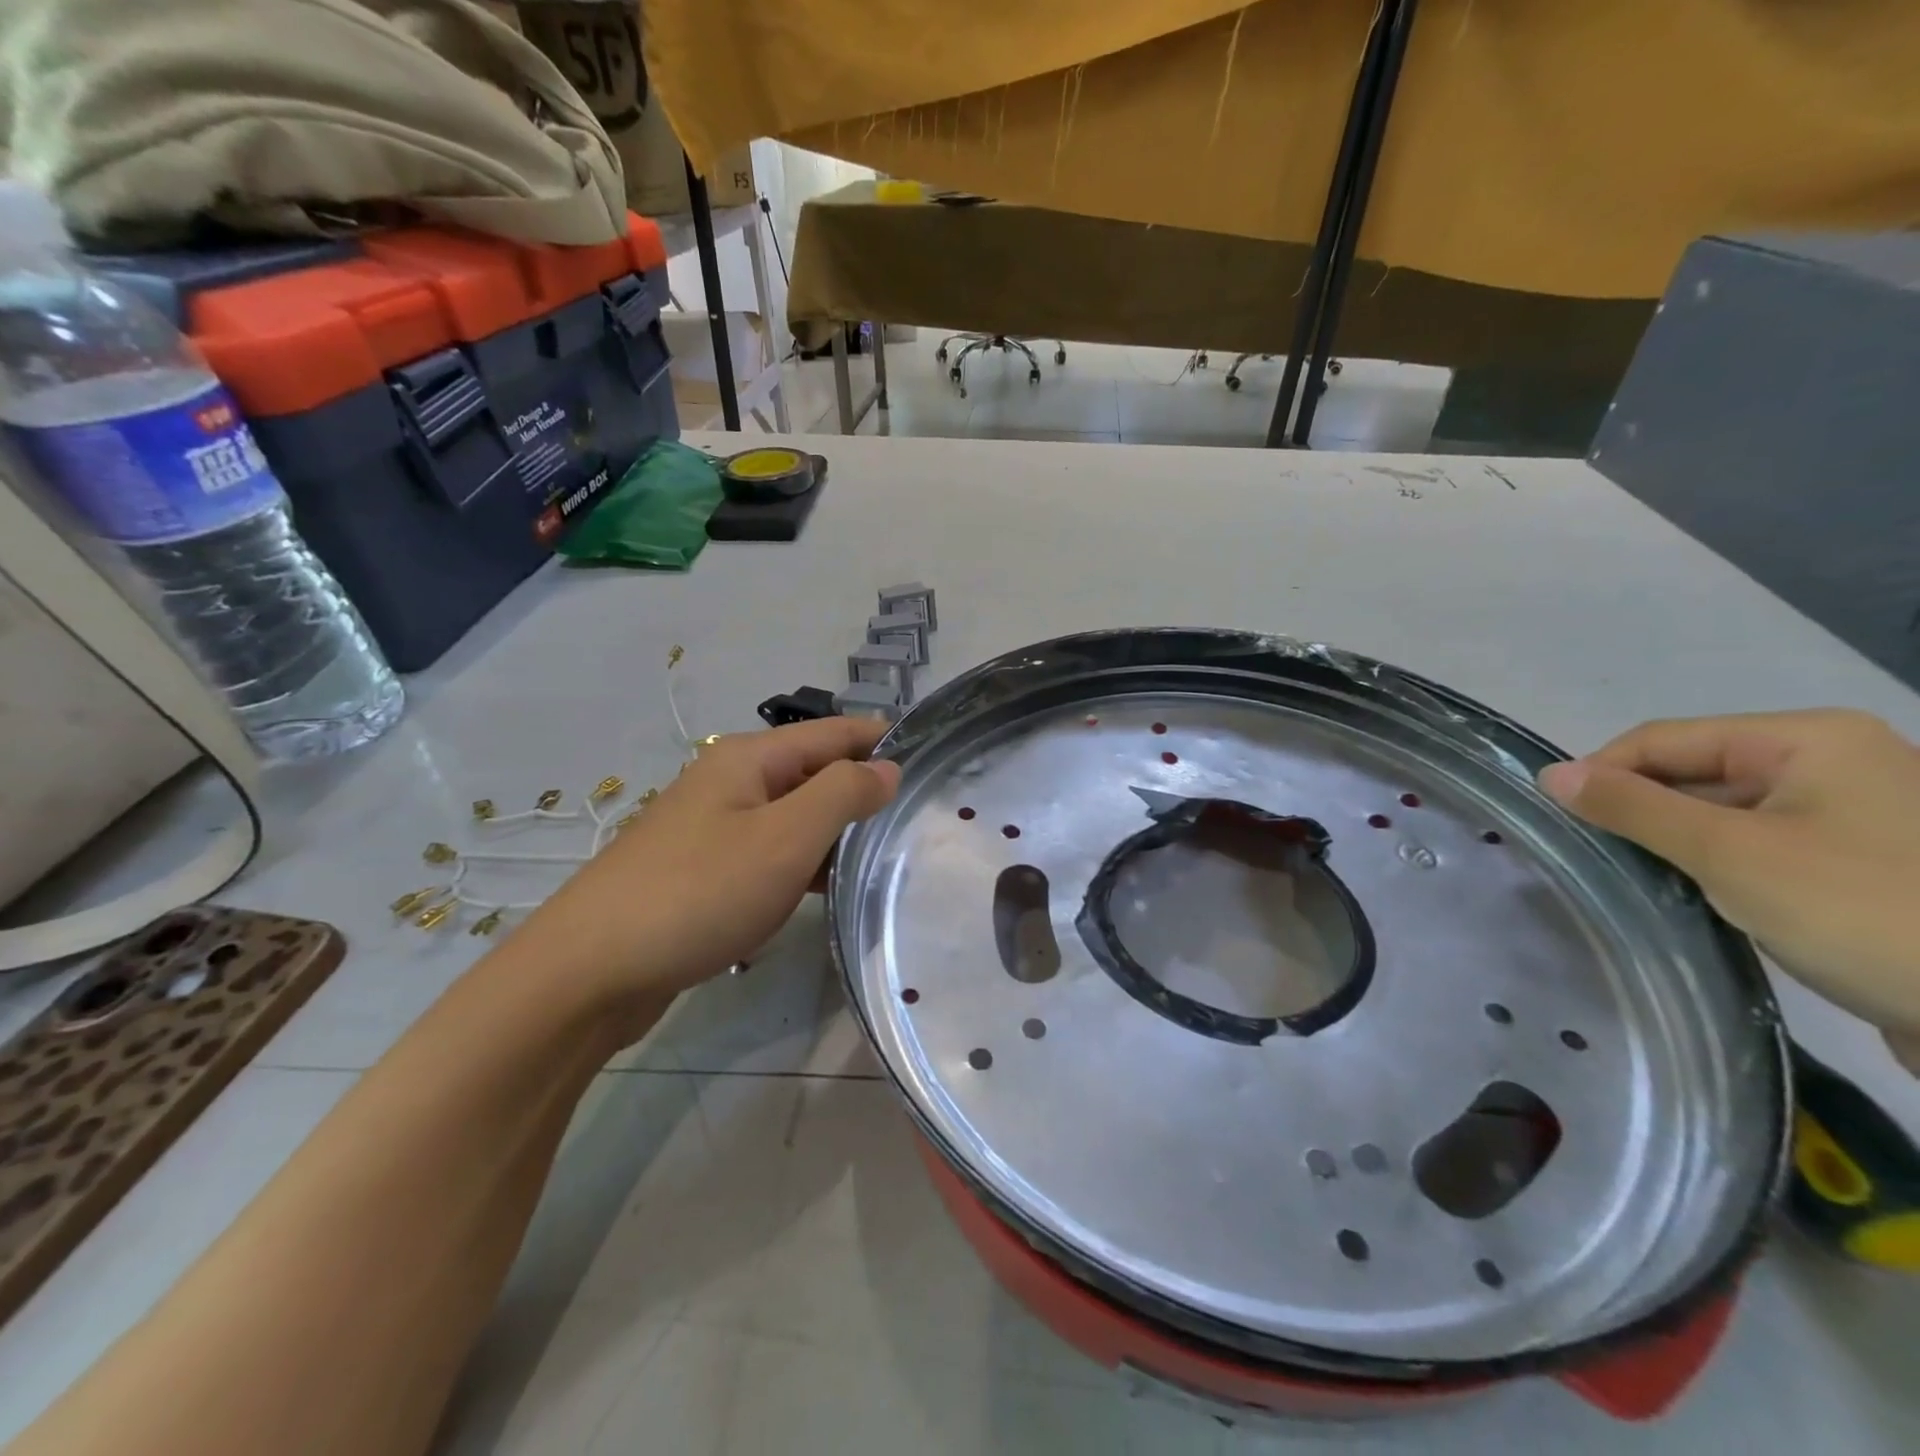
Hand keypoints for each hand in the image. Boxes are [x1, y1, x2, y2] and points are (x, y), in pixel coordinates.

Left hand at [520, 718, 900, 1009]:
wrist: (590, 971)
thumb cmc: (699, 892)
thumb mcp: (786, 838)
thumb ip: (843, 794)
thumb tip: (886, 767)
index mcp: (748, 759)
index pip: (831, 732)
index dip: (879, 738)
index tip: (929, 753)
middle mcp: (728, 782)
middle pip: (811, 771)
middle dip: (861, 787)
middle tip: (916, 813)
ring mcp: (711, 827)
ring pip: (790, 815)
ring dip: (833, 830)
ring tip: (883, 853)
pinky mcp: (701, 871)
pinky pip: (768, 852)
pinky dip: (802, 862)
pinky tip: (824, 889)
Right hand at [1538, 710, 1919, 1071]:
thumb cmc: (1864, 912)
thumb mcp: (1730, 854)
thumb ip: (1632, 807)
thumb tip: (1549, 774)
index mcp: (1808, 739)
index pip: (1664, 738)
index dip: (1602, 772)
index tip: (1556, 818)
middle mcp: (1831, 762)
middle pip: (1692, 771)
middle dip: (1637, 810)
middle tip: (1588, 854)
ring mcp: (1849, 813)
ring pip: (1719, 811)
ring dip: (1671, 841)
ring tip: (1632, 877)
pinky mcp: (1855, 861)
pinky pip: (1753, 844)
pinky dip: (1712, 864)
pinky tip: (1690, 894)